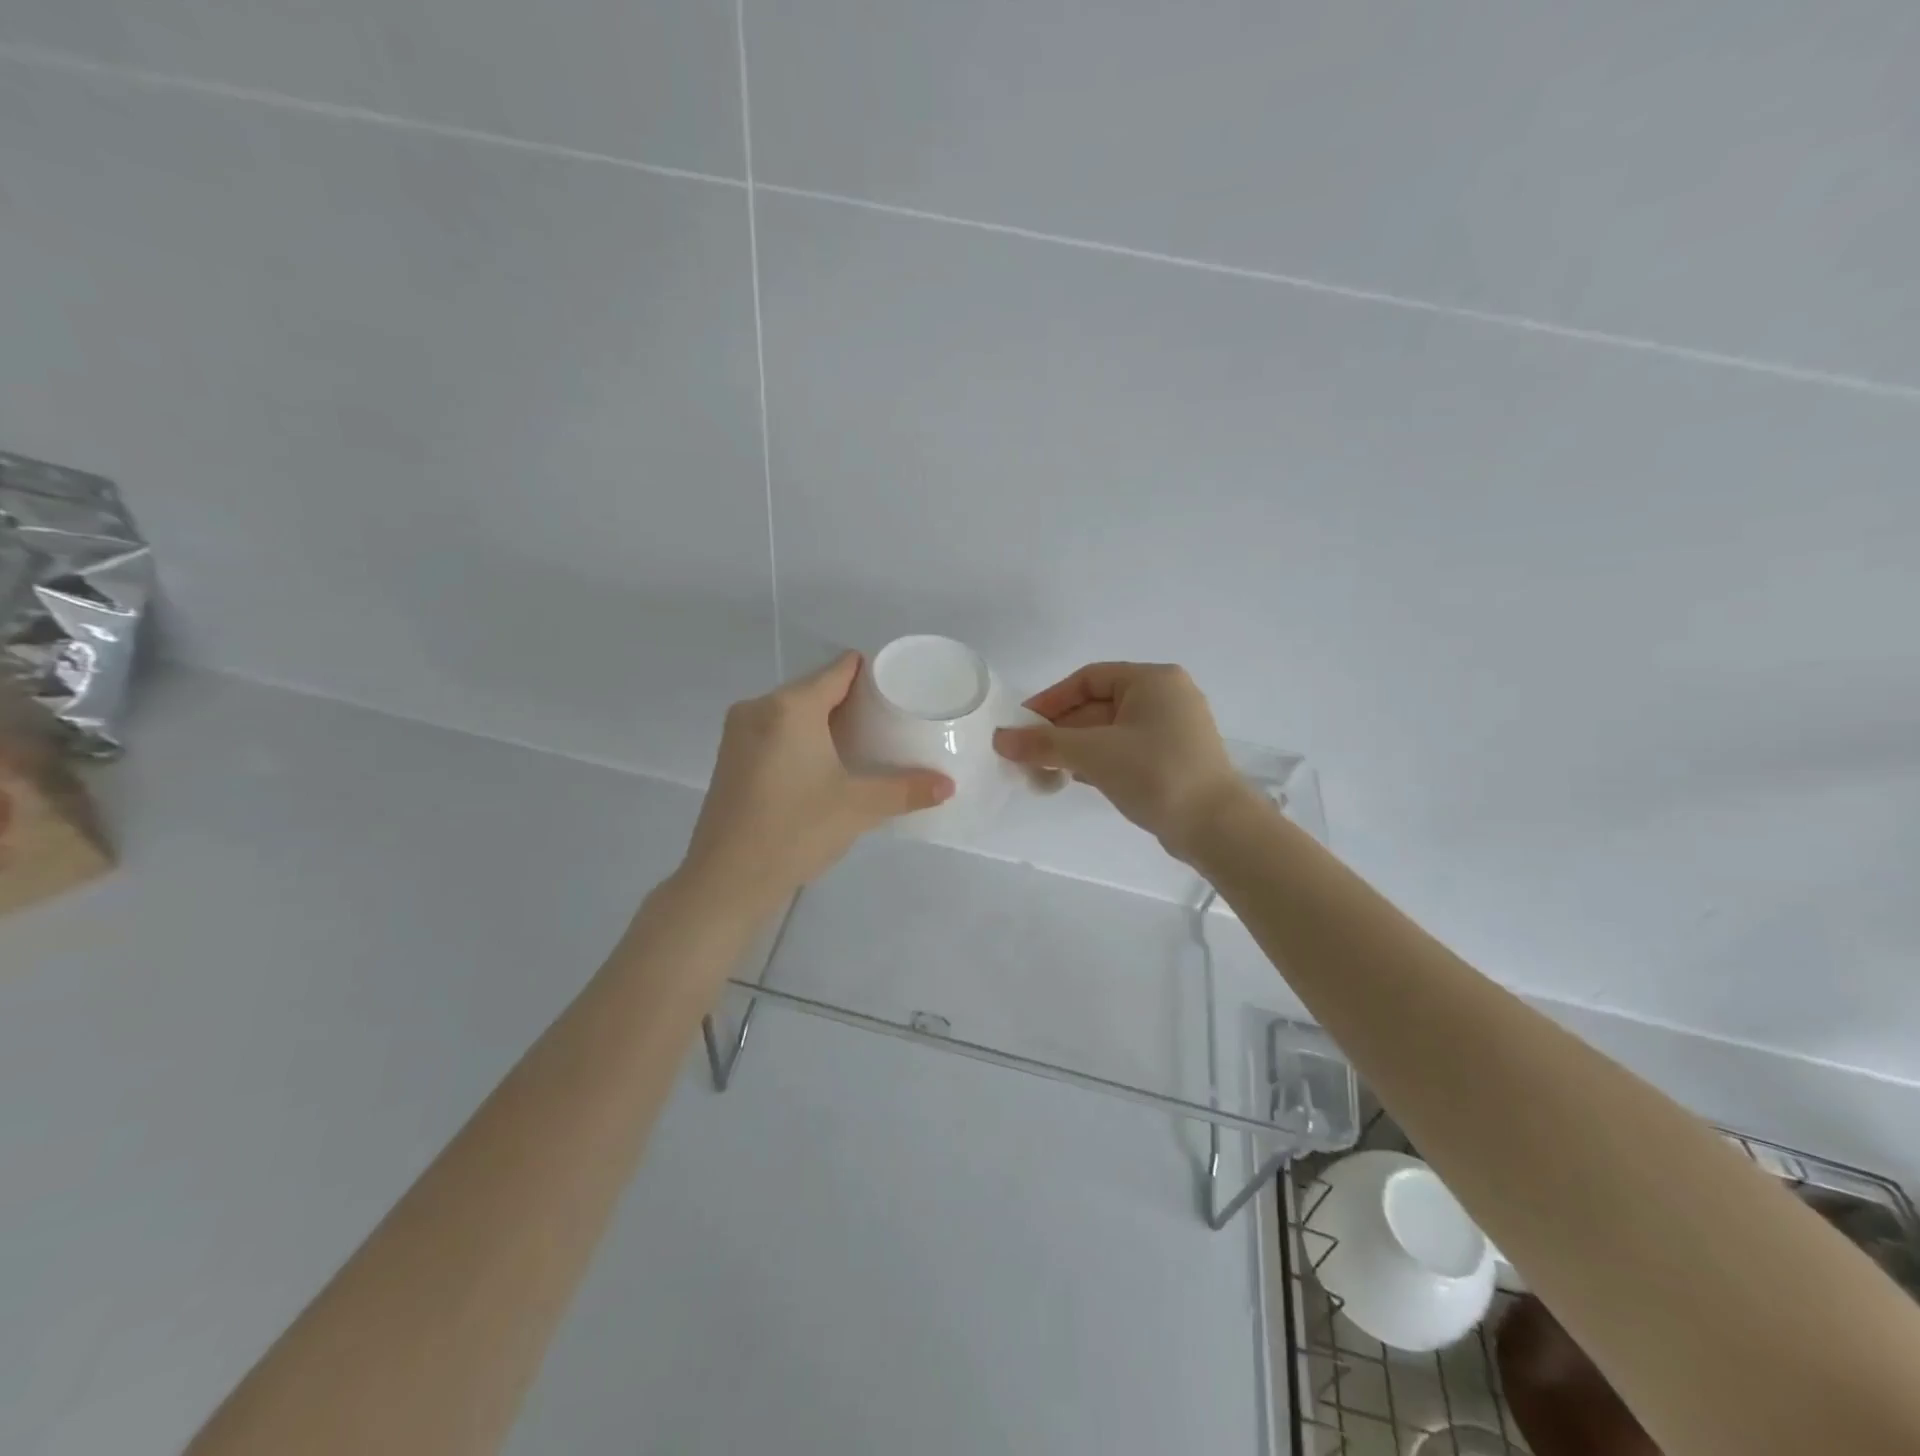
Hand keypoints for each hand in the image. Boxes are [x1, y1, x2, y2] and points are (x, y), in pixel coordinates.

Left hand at [678, 653, 953, 909]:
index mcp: (790, 707)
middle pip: (815, 689)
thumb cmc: (795, 830)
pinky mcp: (730, 758)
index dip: (871, 673)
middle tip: (887, 722)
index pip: (838, 670)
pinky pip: (774, 731)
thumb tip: (949, 786)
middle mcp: (759, 708)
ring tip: (861, 744)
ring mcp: (738, 732)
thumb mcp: (858, 808)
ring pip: (792, 712)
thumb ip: (906, 790)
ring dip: (824, 721)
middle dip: (850, 702)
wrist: (726, 880)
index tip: (898, 688)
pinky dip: (800, 737)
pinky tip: (822, 764)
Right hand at [993, 662, 1249, 859]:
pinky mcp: (1173, 759)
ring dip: (1076, 748)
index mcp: (1152, 680)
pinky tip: (1074, 779)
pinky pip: (1125, 750)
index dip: (1051, 700)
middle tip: (1028, 753)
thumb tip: (1000, 739)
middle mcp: (1166, 697)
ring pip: (1110, 730)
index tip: (1022, 725)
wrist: (1216, 827)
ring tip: (1044, 769)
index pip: (1089, 679)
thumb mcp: (1094, 754)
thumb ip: (1044, 744)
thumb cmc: (1156, 773)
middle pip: (1098, 705)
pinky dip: (1098, 761)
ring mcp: (1172, 730)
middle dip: (1061, 729)